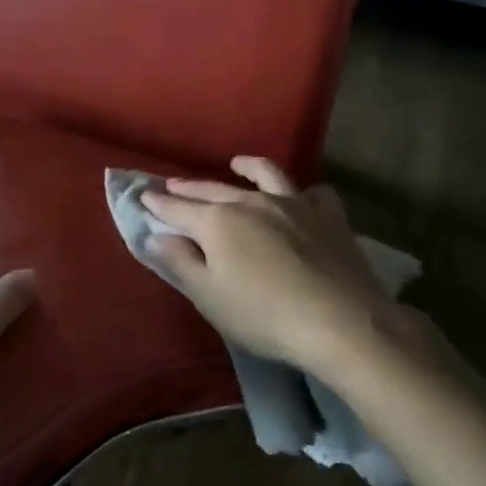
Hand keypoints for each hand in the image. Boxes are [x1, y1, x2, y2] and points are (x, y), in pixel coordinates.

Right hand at [142, 157, 454, 387]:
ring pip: (266, 175)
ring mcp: (294, 205)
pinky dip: (302, 193)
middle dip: (189, 187)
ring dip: (247, 167)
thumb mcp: (209, 297)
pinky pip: (314, 194)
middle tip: (172, 184)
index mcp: (217, 222)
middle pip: (213, 189)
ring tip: (237, 163)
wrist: (341, 322)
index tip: (143, 196)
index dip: (158, 203)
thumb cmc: (264, 316)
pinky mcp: (329, 217)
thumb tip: (157, 235)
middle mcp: (251, 203)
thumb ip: (181, 262)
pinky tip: (301, 197)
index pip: (177, 208)